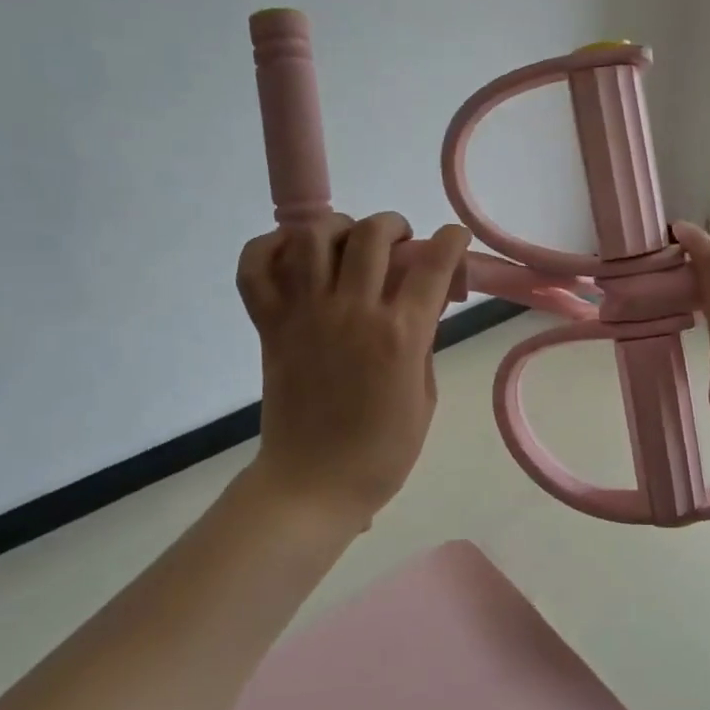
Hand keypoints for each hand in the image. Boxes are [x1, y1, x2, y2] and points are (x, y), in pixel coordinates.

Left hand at [236, 212, 471, 525]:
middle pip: (372, 236)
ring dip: (338, 227)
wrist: (313, 483)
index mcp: (400, 336)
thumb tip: (421, 302)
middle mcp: (352, 313)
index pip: (433, 265)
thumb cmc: (381, 451)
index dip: (451, 241)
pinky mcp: (270, 325)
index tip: (454, 238)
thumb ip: (423, 341)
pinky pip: (255, 268)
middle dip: (394, 225)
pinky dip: (268, 248)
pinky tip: (292, 254)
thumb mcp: (425, 396)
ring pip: (313, 237)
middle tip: (400, 244)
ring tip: (348, 243)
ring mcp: (305, 315)